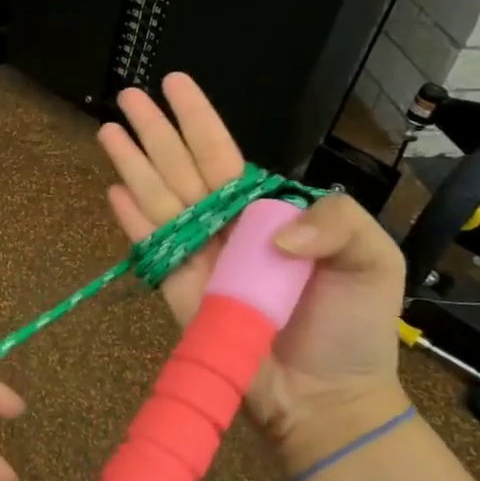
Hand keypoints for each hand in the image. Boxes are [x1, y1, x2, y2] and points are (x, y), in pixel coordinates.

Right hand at [98, 74, 407, 473]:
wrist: (325, 397)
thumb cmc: (351, 327)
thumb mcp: (372, 261)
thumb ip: (336, 224)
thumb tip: (265, 229)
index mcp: (264, 211)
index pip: (223, 153)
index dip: (197, 118)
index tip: (175, 83)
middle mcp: (224, 225)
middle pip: (180, 167)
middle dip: (154, 130)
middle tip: (126, 95)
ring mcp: (197, 256)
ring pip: (158, 198)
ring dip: (132, 163)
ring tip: (107, 130)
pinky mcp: (177, 290)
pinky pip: (151, 247)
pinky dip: (131, 220)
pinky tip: (113, 190)